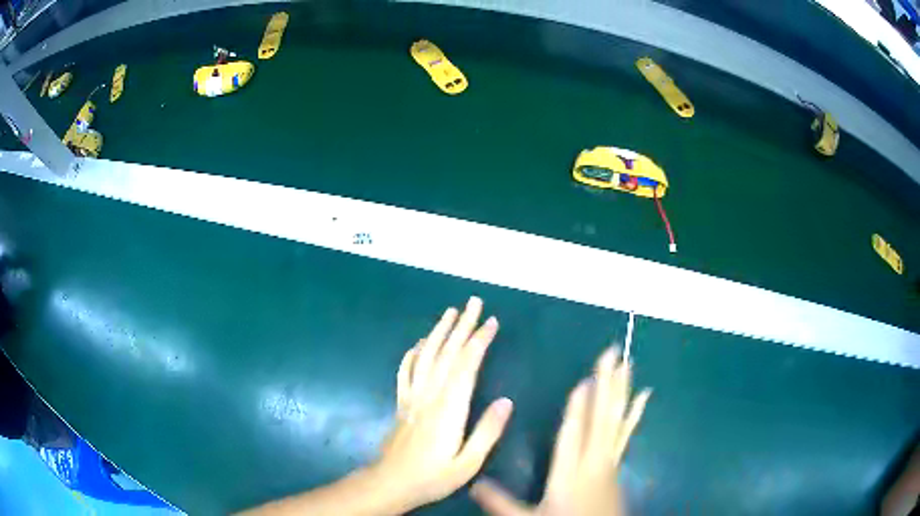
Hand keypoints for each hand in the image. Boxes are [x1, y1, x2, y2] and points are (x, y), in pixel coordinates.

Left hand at [369, 296, 513, 513]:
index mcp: (450, 408)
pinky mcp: (402, 403)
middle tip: (473, 302)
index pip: (466, 366)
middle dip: (462, 325)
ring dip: (439, 332)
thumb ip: (487, 432)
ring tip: (450, 312)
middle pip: (447, 353)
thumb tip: (507, 401)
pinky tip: (419, 343)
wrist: (390, 483)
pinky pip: (406, 371)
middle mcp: (430, 396)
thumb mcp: (468, 463)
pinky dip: (413, 353)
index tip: (491, 321)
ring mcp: (413, 397)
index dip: (479, 341)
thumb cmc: (433, 477)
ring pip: (426, 356)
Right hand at [470, 348, 650, 515]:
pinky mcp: (617, 464)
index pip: (574, 435)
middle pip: (601, 419)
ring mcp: (609, 461)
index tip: (587, 380)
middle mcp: (593, 462)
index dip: (579, 408)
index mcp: (569, 473)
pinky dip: (634, 412)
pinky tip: (643, 396)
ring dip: (621, 391)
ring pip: (616, 421)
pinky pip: (627, 432)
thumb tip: (473, 484)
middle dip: (606, 385)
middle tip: (613, 353)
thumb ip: (502, 502)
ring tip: (628, 364)